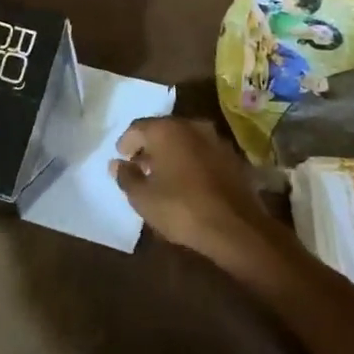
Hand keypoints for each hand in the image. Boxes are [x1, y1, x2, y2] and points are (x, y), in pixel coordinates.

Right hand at [111, 117, 289, 274]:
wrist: (236, 227)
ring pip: (185, 140)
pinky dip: (192, 161)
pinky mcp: (233, 157)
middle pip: (163, 130)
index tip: (122, 158)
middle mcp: (192, 126)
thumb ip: (126, 177)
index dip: (126, 143)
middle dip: (149, 146)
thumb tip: (117, 164)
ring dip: (172, 153)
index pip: (137, 127)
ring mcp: (216, 140)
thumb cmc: (181, 208)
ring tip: (163, 175)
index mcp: (166, 130)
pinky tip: (188, 181)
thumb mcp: (142, 198)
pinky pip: (203, 152)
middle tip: (140, 166)